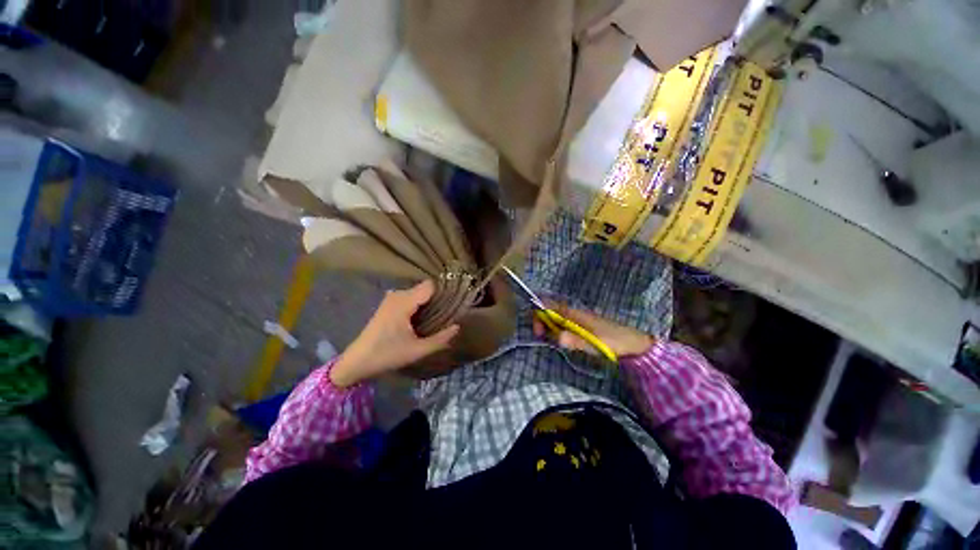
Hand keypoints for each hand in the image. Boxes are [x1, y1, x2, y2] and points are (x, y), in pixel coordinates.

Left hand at [330, 281, 458, 386]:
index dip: (443, 293)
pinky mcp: (388, 304)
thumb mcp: (417, 350)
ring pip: (418, 293)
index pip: (430, 286)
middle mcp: (398, 294)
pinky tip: (421, 319)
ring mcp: (391, 298)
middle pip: (425, 288)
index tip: (454, 304)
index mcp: (404, 302)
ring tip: (436, 318)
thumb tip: (458, 327)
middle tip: (447, 315)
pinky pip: (410, 297)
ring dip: (428, 303)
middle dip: (437, 300)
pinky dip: (419, 305)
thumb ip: (440, 339)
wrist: (357, 361)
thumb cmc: (387, 355)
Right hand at [532, 302, 654, 358]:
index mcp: (573, 313)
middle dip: (541, 322)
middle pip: (549, 311)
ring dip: (548, 328)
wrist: (633, 343)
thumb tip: (556, 337)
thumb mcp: (593, 343)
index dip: (539, 315)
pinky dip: (557, 331)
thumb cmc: (613, 341)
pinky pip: (562, 325)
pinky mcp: (580, 326)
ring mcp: (576, 319)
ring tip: (553, 341)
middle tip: (543, 338)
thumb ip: (574, 340)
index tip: (539, 332)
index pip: (548, 306)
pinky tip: (562, 341)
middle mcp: (572, 313)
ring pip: (555, 318)